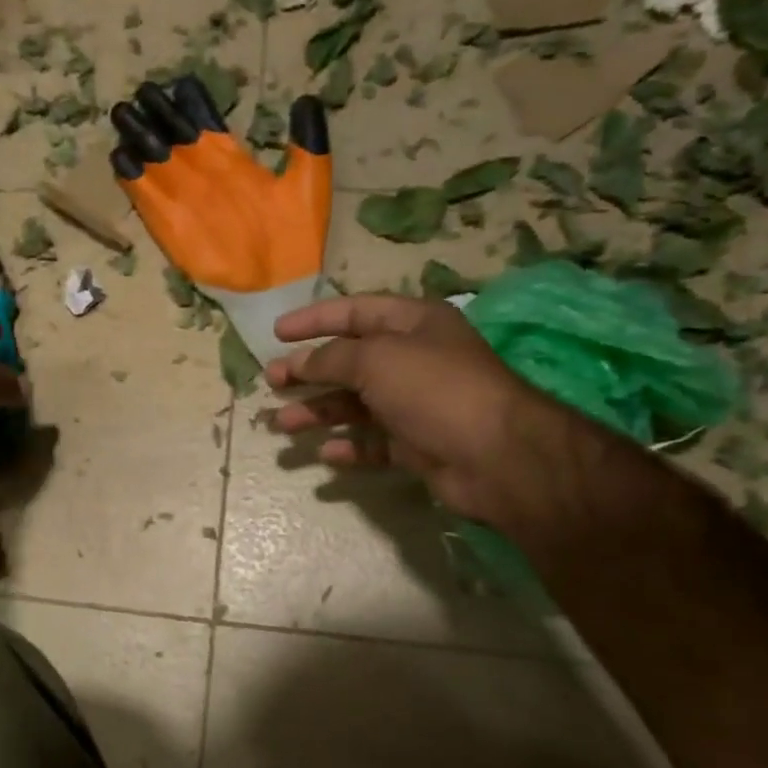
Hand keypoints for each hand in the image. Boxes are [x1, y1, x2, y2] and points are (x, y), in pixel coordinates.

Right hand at [263, 293, 573, 524]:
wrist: (494, 455)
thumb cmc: (434, 389)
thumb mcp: (376, 359)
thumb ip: (331, 357)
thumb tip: (300, 363)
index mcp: (413, 324)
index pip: (355, 311)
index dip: (314, 319)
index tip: (277, 333)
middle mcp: (414, 360)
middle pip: (350, 360)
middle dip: (309, 371)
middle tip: (273, 382)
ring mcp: (415, 404)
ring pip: (355, 404)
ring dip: (318, 412)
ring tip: (283, 425)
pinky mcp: (416, 444)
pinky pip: (373, 442)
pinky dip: (348, 447)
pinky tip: (325, 454)